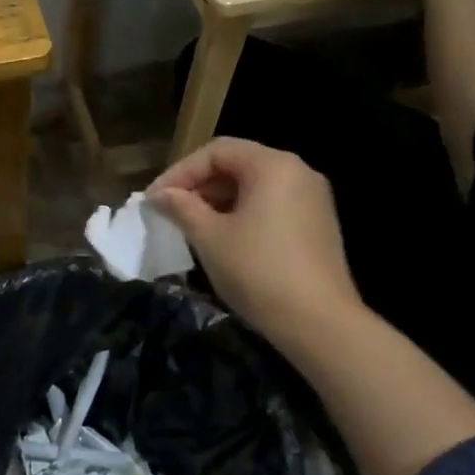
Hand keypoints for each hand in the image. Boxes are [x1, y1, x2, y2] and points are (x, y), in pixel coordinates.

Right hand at [147, 138, 358, 343]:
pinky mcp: (318, 224)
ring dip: (219, 201)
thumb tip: (160, 195)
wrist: (319, 324)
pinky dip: (243, 213)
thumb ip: (182, 207)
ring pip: (255, 186)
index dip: (180, 172)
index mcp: (273, 165)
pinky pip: (272, 205)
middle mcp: (298, 172)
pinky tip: (224, 239)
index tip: (155, 199)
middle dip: (199, 185)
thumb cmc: (258, 271)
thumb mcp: (210, 237)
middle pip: (238, 164)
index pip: (216, 151)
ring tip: (192, 226)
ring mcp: (313, 199)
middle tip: (171, 211)